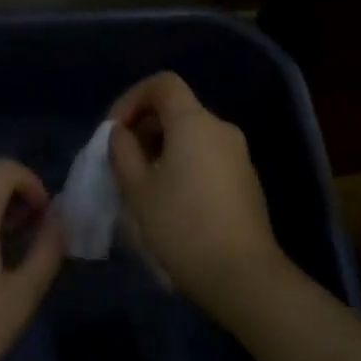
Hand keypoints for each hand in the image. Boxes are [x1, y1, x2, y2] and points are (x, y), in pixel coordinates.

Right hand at [107, 72, 290, 323]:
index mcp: (194, 122)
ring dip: (162, 148)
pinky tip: (170, 200)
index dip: (132, 98)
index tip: (114, 131)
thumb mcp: (137, 189)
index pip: (162, 84)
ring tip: (141, 184)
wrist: (242, 276)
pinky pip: (207, 157)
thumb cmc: (182, 226)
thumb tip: (121, 133)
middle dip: (144, 127)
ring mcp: (238, 155)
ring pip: (191, 135)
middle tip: (121, 161)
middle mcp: (221, 129)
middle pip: (177, 109)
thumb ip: (122, 151)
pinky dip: (183, 164)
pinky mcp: (246, 180)